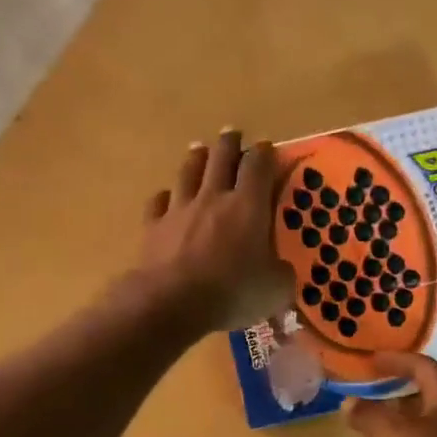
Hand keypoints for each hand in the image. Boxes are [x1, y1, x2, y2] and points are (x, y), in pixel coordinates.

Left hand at [138, 129, 293, 333]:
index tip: (267, 147)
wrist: (172, 302)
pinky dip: (164, 197)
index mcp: (248, 206)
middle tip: (233, 134)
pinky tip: (166, 196)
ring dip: (196, 158)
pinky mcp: (153, 227)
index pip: (258, 166)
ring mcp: (180, 209)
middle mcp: (214, 198)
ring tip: (199, 149)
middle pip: (221, 158)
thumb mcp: (276, 289)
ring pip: (188, 172)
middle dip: (229, 144)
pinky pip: (158, 203)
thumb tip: (281, 269)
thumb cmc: (233, 292)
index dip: (264, 153)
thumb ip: (282, 273)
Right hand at [345, 353, 436, 436]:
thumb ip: (368, 415)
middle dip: (396, 389)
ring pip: (426, 420)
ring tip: (371, 421)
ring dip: (400, 418)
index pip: (423, 366)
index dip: (396, 360)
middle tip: (368, 388)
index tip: (371, 360)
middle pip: (426, 392)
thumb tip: (349, 402)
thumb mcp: (391, 436)